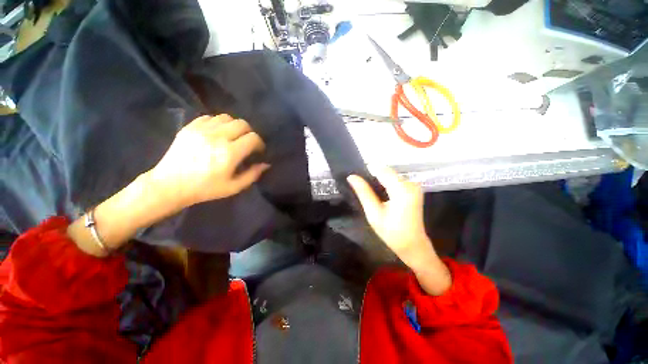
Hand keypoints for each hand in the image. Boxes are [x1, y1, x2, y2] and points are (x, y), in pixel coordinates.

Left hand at [149, 114, 269, 206]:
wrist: (170, 185)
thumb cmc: (205, 189)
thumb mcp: (234, 187)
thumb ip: (253, 175)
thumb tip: (265, 164)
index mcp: (229, 153)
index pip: (253, 138)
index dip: (259, 143)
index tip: (258, 151)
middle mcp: (217, 137)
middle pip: (242, 124)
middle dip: (249, 133)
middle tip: (246, 143)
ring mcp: (202, 130)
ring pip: (226, 118)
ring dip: (234, 126)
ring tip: (232, 137)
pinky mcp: (190, 127)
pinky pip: (210, 117)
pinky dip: (218, 124)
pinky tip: (216, 134)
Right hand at [348, 166, 450, 294]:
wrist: (413, 245)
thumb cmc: (392, 233)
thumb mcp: (373, 213)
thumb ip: (363, 192)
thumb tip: (351, 176)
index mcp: (402, 190)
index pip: (381, 169)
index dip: (367, 170)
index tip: (355, 177)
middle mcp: (411, 183)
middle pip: (386, 171)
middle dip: (371, 176)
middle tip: (359, 186)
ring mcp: (414, 185)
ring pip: (389, 174)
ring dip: (377, 180)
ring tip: (367, 191)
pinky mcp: (413, 188)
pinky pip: (395, 180)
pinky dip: (384, 183)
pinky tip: (379, 194)